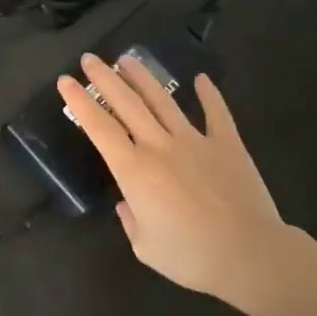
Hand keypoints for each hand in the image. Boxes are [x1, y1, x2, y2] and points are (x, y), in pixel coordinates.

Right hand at [57, 54, 299, 314]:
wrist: (251, 256)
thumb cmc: (192, 257)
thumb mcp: (145, 247)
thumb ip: (131, 220)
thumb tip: (128, 204)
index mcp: (134, 170)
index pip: (99, 127)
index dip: (80, 102)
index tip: (65, 81)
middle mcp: (159, 146)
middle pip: (126, 103)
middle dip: (105, 78)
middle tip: (90, 58)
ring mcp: (195, 141)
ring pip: (162, 100)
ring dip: (143, 77)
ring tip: (128, 58)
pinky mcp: (228, 145)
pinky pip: (217, 114)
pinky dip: (210, 95)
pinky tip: (202, 79)